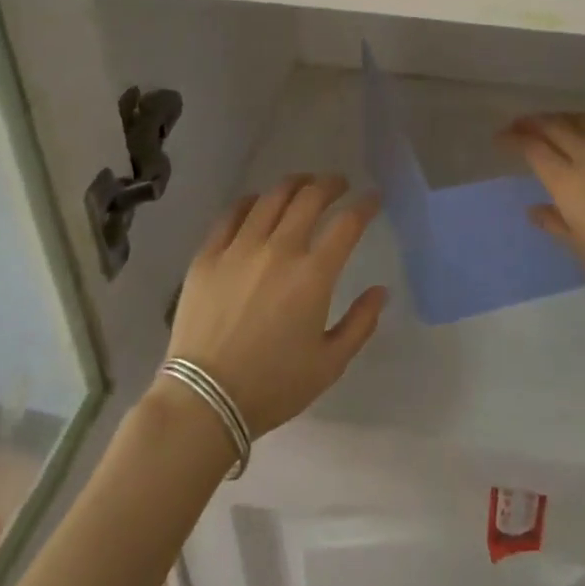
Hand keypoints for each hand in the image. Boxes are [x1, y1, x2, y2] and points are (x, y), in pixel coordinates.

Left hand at [161, 174, 387, 435]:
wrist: (204, 401)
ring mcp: (240, 248)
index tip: (373, 198)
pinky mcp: (208, 255)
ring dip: (295, 184)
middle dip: (331, 184)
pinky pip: (232, 214)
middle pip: (310, 197)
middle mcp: (279, 250)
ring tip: (304, 184)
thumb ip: (360, 324)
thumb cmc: (273, 386)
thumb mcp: (329, 364)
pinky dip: (251, 201)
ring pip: (272, 197)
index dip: (365, 205)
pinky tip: (258, 203)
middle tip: (339, 185)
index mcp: (313, 275)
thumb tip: (381, 291)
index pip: (347, 223)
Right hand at [502, 112, 584, 316]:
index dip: (513, 138)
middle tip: (521, 126)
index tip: (502, 139)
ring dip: (564, 117)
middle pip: (556, 126)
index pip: (532, 148)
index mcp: (568, 182)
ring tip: (556, 123)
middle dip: (533, 122)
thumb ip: (556, 223)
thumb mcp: (583, 250)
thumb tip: (535, 209)